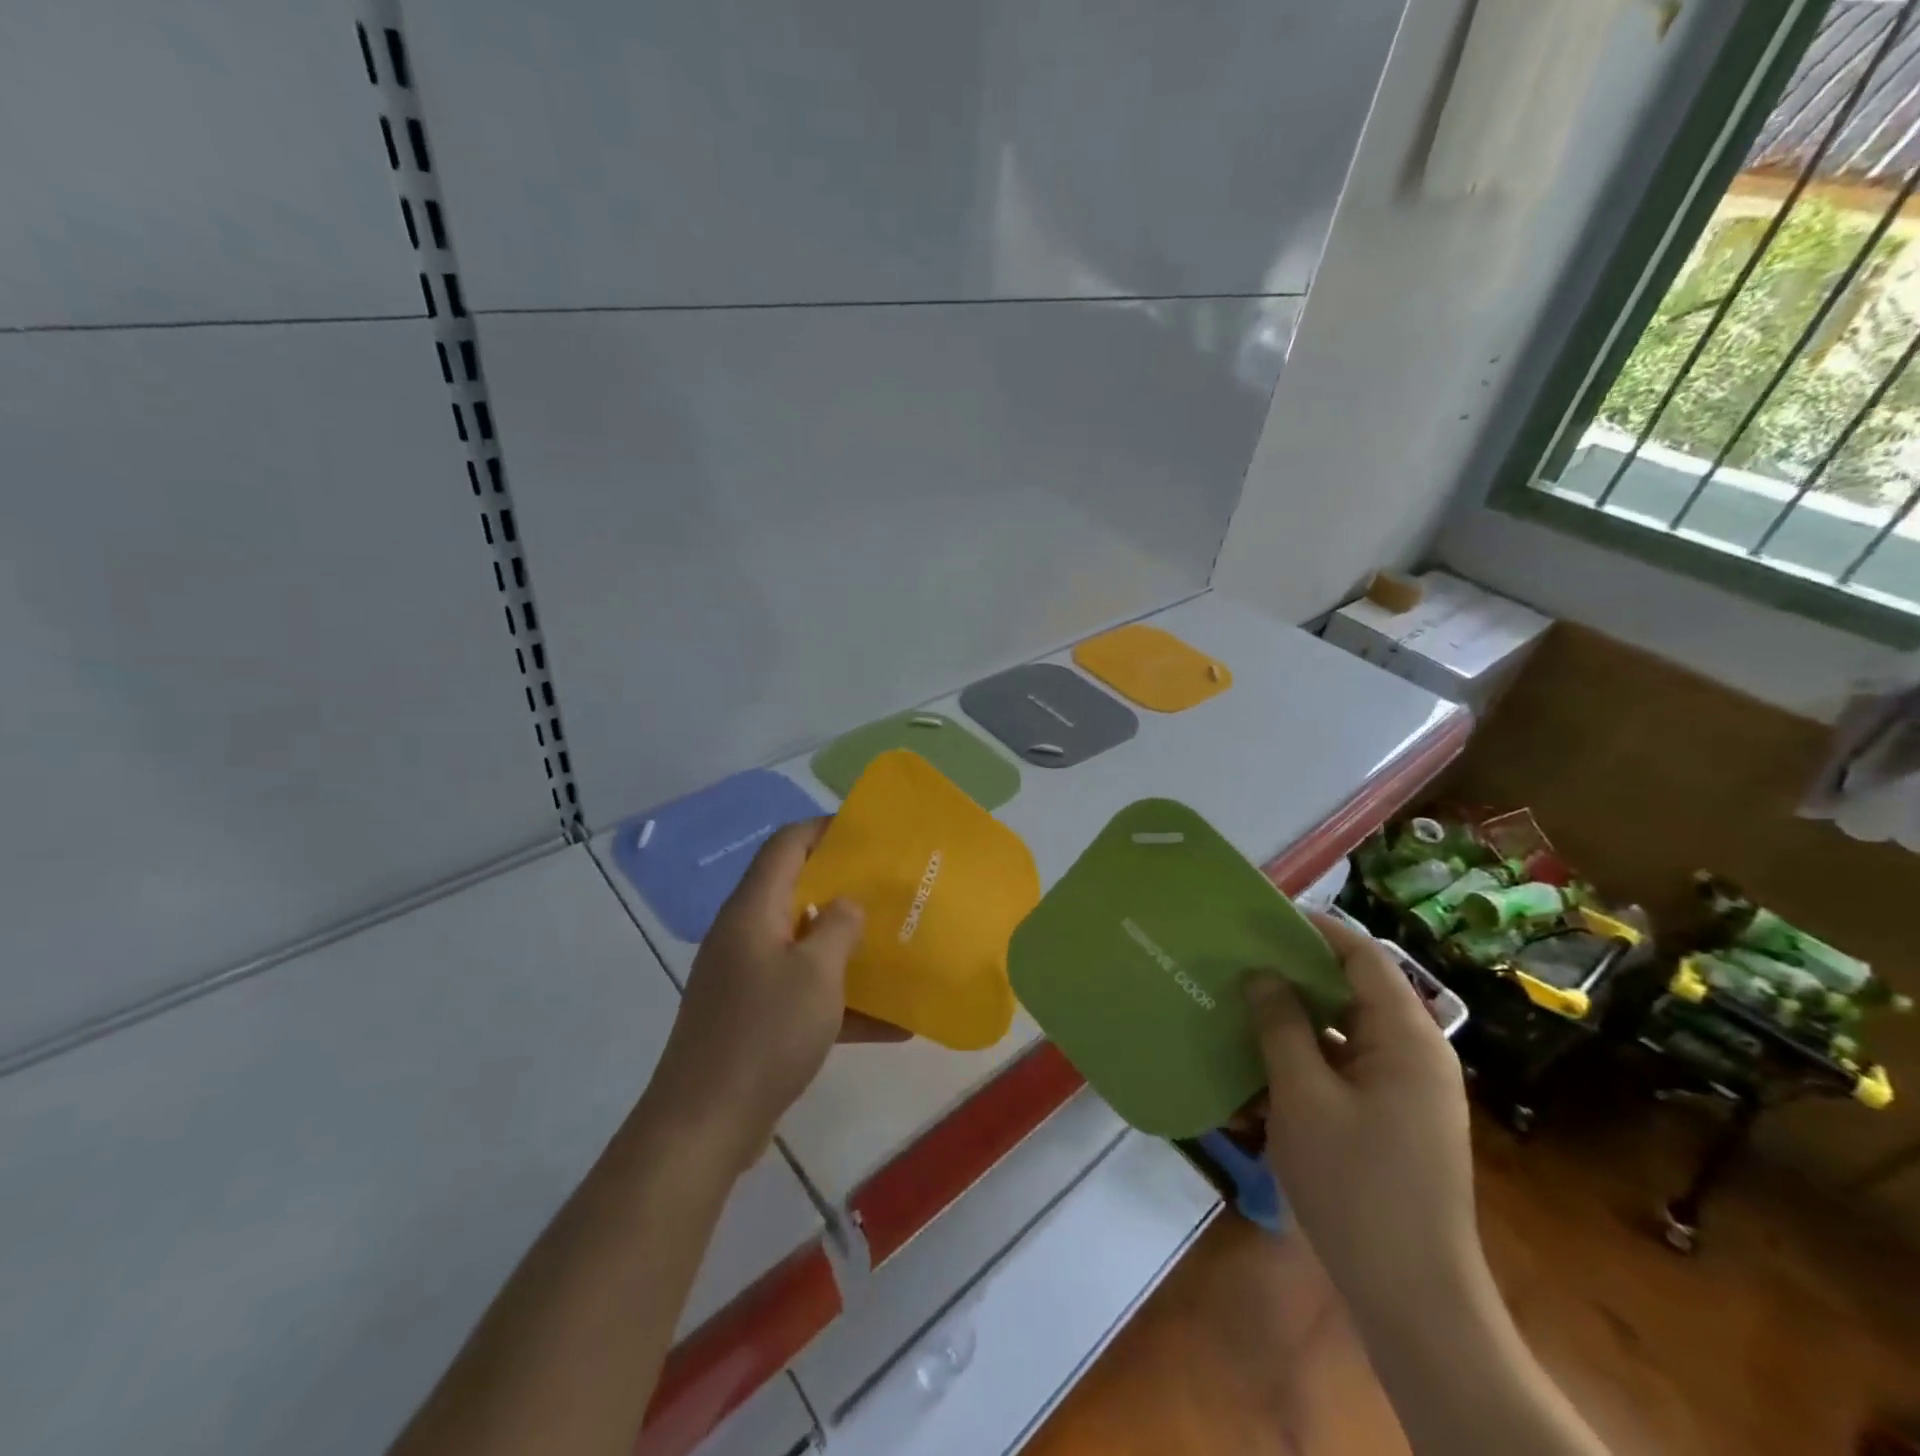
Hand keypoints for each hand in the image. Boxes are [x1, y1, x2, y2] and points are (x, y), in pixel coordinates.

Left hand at [647, 819, 905, 1172]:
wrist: (704, 1125)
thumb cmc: (763, 1034)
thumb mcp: (815, 974)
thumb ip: (837, 927)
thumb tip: (846, 904)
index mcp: (754, 911)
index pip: (786, 846)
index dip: (824, 829)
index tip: (868, 833)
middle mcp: (746, 936)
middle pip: (796, 892)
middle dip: (845, 889)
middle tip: (891, 889)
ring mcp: (747, 979)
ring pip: (804, 946)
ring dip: (847, 948)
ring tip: (897, 946)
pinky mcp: (753, 1018)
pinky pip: (804, 994)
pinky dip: (842, 1003)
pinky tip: (893, 1024)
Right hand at [1245, 912, 1481, 1322]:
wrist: (1414, 1299)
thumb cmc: (1356, 1186)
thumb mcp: (1303, 1097)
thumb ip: (1281, 1026)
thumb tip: (1261, 973)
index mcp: (1407, 1037)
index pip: (1362, 954)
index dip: (1314, 928)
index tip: (1259, 917)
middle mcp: (1416, 1053)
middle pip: (1354, 989)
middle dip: (1296, 972)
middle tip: (1239, 960)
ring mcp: (1407, 1089)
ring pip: (1346, 1030)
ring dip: (1296, 1018)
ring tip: (1242, 1005)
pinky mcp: (1394, 1119)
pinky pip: (1346, 1067)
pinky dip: (1307, 1058)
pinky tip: (1261, 1065)